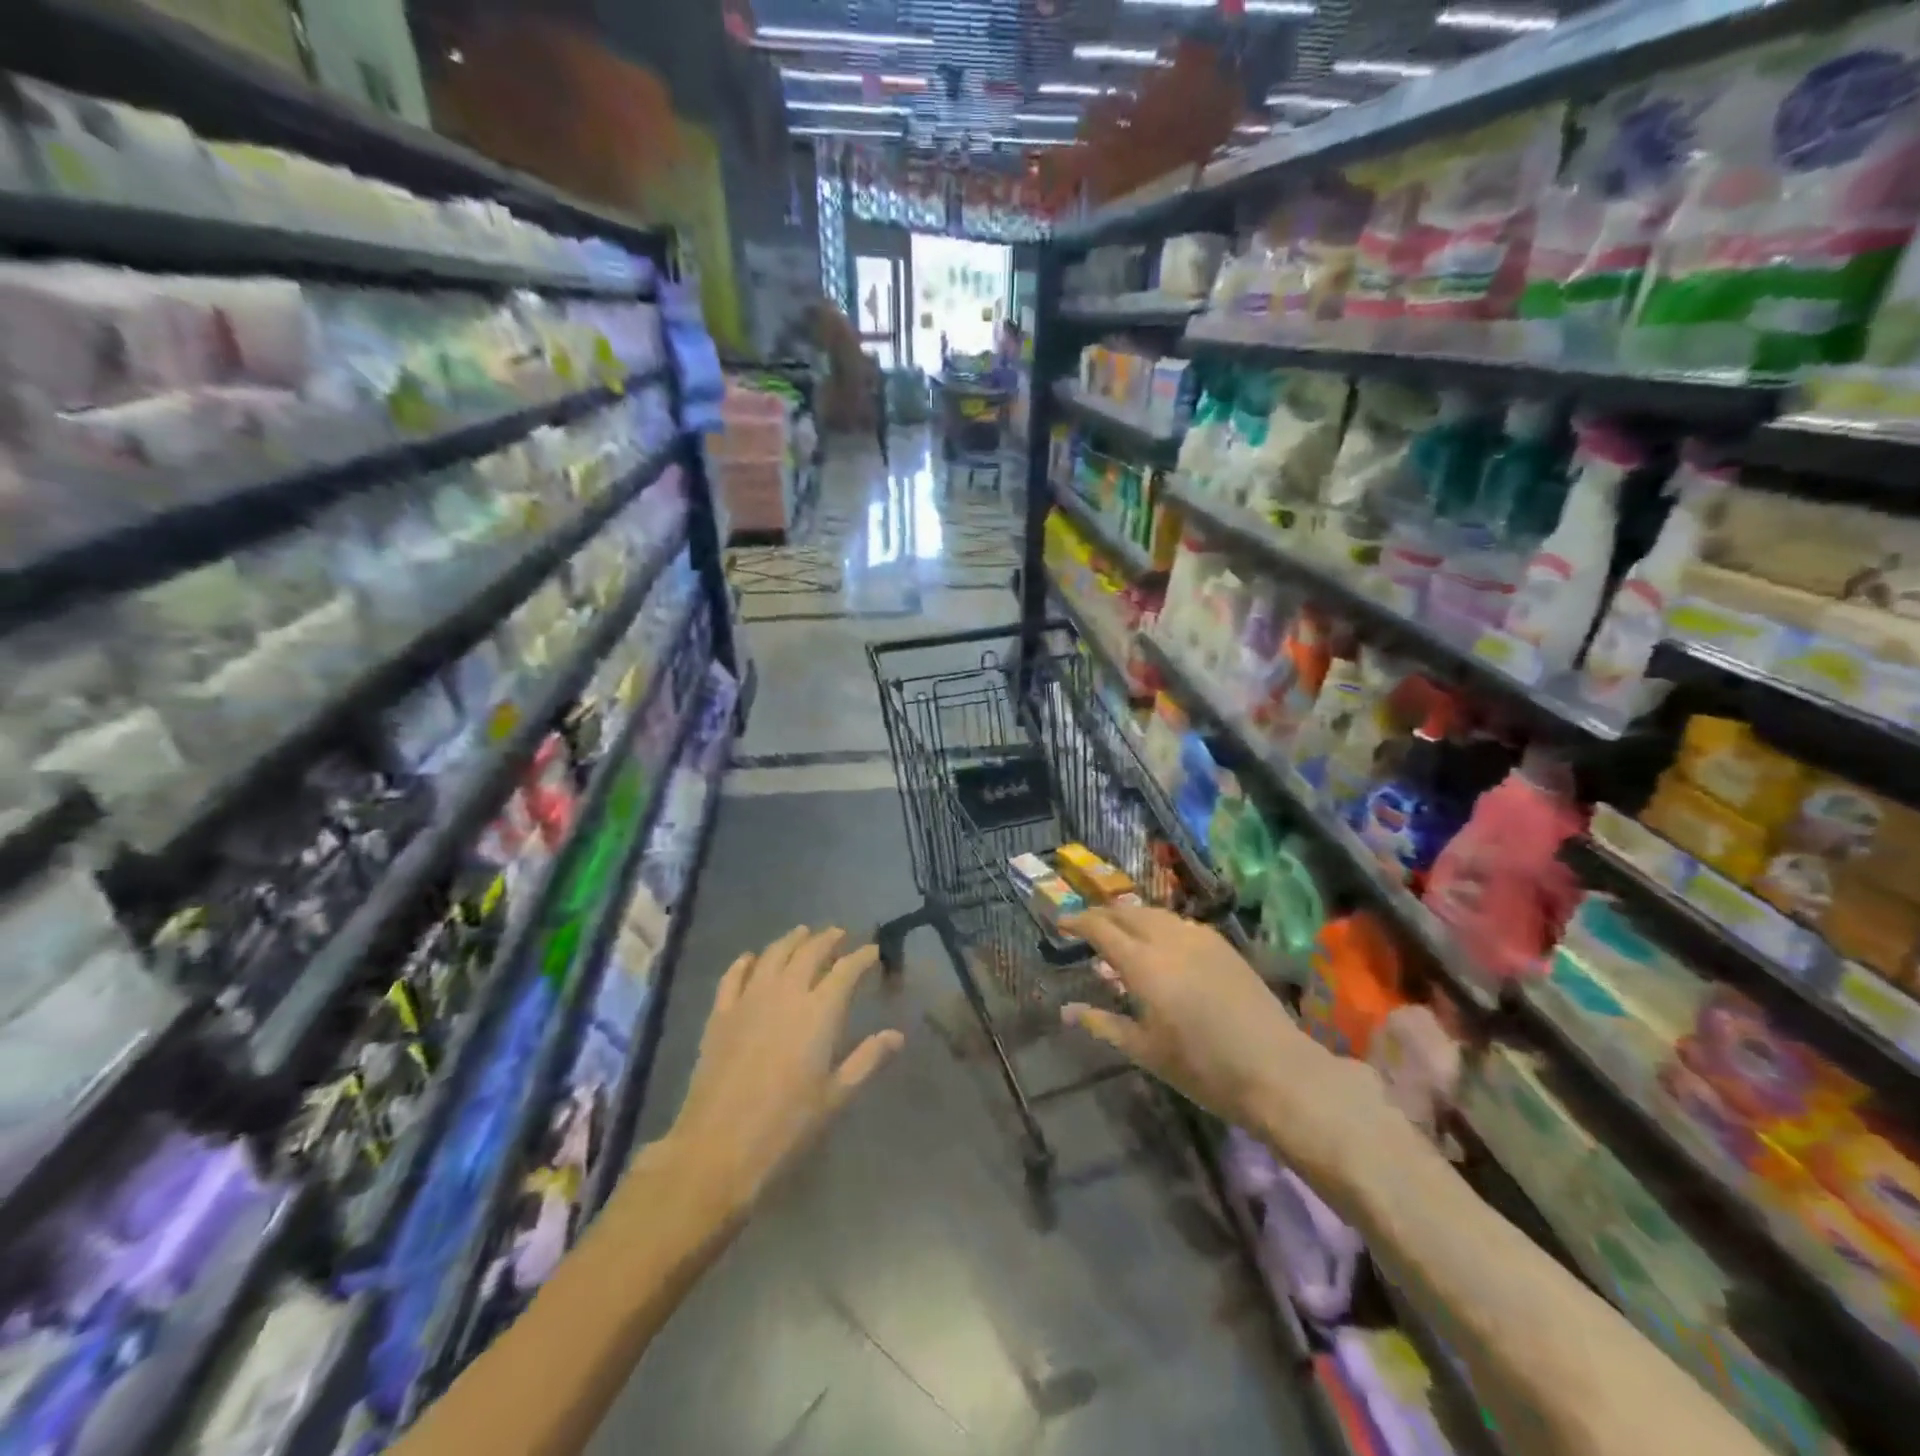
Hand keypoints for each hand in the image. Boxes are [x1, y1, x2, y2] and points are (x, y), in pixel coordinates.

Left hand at [659, 927, 902, 1220]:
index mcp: (820, 1011)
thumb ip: (867, 1059)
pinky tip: (752, 958)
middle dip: (828, 939)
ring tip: (803, 934)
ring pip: (773, 954)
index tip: (873, 951)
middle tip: (839, 935)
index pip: (847, 970)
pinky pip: (734, 975)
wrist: (718, 1147)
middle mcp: (786, 993)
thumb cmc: (787, 1125)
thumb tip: (897, 1035)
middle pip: (810, 952)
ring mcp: (749, 999)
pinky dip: (746, 961)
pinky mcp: (720, 1013)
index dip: (862, 956)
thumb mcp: (836, 1096)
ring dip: (792, 940)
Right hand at [1062, 905, 1395, 1202]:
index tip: (1061, 923)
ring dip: (1131, 917)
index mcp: (1143, 964)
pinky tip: (1160, 945)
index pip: (1101, 928)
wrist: (1277, 1071)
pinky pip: (1179, 923)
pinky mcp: (1223, 946)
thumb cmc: (1203, 1068)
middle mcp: (1169, 939)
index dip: (1077, 922)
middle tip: (1086, 928)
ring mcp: (1200, 938)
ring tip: (1120, 934)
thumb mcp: (1145, 1050)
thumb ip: (1103, 1024)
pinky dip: (1158, 925)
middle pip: (1127, 912)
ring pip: (1155, 914)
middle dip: (1103, 915)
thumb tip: (1066, 1011)